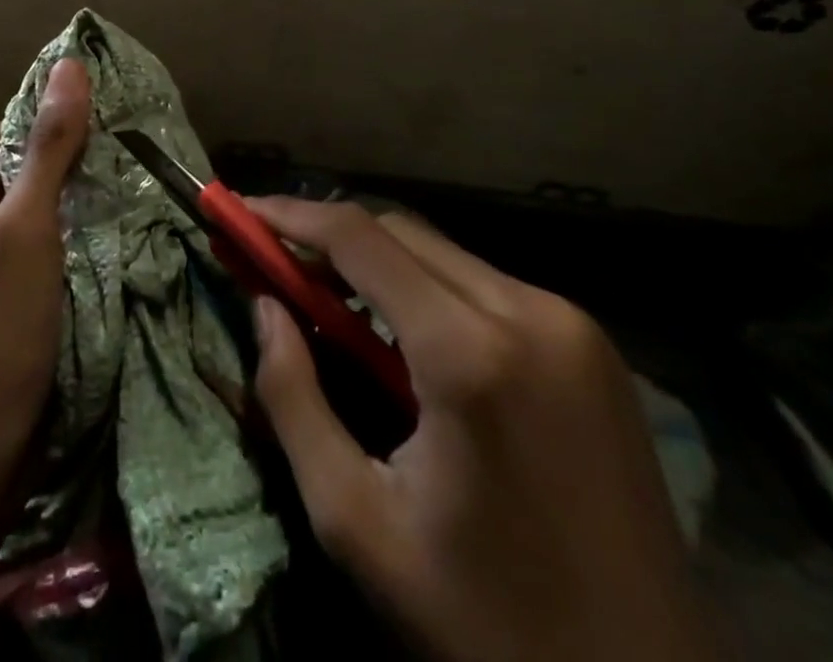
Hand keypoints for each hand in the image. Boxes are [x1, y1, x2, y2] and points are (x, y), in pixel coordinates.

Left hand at [0, 59, 91, 474]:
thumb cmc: (0, 321)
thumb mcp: (29, 223)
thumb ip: (48, 146)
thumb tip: (67, 66)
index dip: (16, 120)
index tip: (66, 137)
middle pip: (1, 166)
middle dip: (47, 159)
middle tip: (100, 169)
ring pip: (18, 209)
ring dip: (57, 201)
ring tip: (103, 205)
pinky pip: (26, 248)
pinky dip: (56, 240)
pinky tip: (89, 254)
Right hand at [249, 198, 716, 661]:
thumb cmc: (486, 624)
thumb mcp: (357, 523)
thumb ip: (293, 397)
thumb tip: (264, 305)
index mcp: (472, 352)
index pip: (358, 237)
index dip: (289, 214)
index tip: (239, 211)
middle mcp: (530, 312)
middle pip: (400, 232)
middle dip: (327, 235)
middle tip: (273, 261)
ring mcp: (573, 326)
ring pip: (442, 254)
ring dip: (375, 262)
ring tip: (327, 299)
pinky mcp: (594, 348)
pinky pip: (483, 285)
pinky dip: (425, 289)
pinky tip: (401, 334)